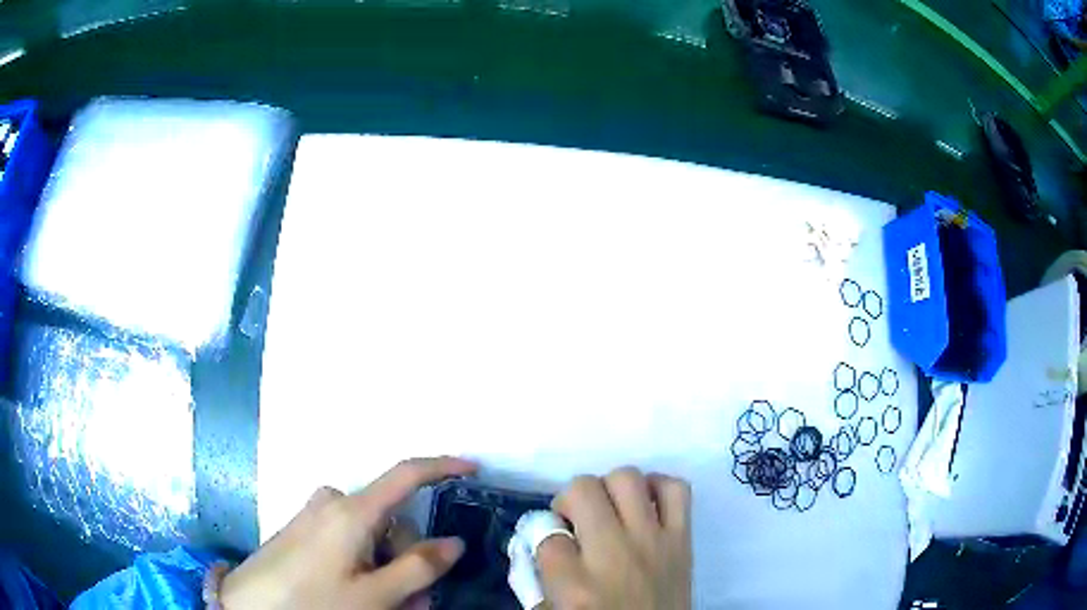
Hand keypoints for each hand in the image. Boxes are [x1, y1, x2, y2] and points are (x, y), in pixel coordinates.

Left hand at [220, 457, 476, 609]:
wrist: (249, 607)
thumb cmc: (313, 602)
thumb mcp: (375, 596)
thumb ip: (419, 567)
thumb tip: (453, 542)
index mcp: (351, 511)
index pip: (405, 475)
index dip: (442, 467)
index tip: (473, 469)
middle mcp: (332, 503)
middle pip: (391, 522)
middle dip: (410, 558)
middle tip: (415, 602)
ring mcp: (315, 517)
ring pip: (372, 537)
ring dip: (389, 569)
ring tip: (387, 607)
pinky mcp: (303, 532)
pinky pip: (348, 542)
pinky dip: (365, 566)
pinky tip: (360, 596)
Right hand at [536, 468, 692, 609]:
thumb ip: (540, 576)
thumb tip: (540, 537)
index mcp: (575, 586)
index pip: (545, 534)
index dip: (543, 534)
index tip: (552, 543)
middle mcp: (613, 554)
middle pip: (583, 490)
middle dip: (570, 500)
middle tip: (575, 521)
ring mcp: (652, 542)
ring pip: (626, 478)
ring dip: (610, 488)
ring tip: (609, 509)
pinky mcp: (683, 539)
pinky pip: (675, 489)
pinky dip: (658, 486)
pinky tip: (645, 505)